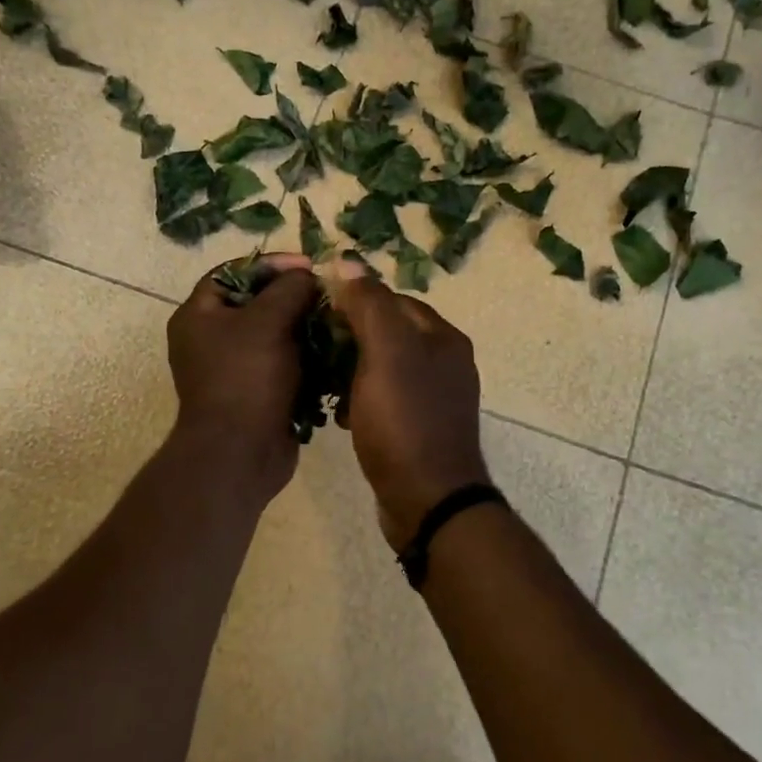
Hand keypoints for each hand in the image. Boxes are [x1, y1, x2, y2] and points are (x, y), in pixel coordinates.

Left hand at [167, 254, 320, 501]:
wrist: (241, 453)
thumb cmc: (246, 379)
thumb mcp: (267, 322)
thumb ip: (289, 289)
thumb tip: (307, 276)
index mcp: (198, 316)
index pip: (232, 272)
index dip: (270, 264)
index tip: (307, 265)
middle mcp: (211, 339)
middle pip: (256, 303)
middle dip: (294, 297)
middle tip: (328, 292)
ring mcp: (235, 369)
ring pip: (275, 335)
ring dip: (305, 327)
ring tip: (337, 319)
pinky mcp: (258, 393)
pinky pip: (284, 364)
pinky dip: (307, 356)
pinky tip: (334, 350)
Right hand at [330, 263, 490, 549]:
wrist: (427, 500)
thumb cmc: (404, 420)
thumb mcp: (385, 353)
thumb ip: (369, 304)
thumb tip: (349, 262)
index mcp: (442, 337)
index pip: (391, 299)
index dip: (352, 303)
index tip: (317, 318)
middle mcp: (445, 361)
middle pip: (387, 333)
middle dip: (349, 340)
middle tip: (316, 354)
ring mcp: (435, 398)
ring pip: (383, 368)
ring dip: (351, 372)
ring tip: (325, 386)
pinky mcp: (421, 428)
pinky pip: (386, 400)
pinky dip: (362, 401)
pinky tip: (343, 417)